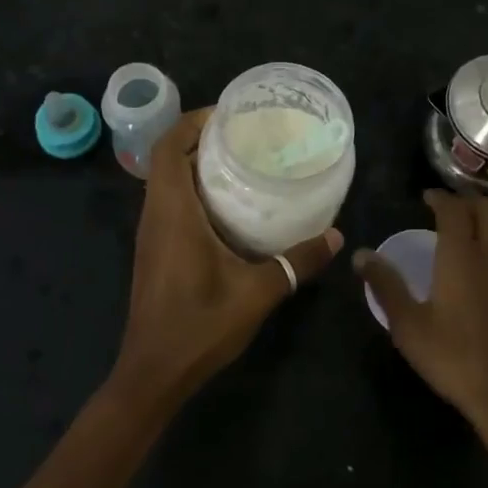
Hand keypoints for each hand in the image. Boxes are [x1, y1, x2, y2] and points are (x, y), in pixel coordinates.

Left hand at [114, 108, 341, 407]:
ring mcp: (151, 234)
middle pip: (167, 158)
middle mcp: (155, 215)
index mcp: (172, 212)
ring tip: (242, 161)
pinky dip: (194, 190)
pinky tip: (230, 206)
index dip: (191, 121)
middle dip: (201, 138)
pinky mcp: (155, 251)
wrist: (153, 373)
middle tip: (245, 134)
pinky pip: (170, 203)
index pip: (167, 147)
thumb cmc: (199, 326)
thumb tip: (336, 236)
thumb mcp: (258, 292)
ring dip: (196, 164)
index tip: (228, 113)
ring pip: (167, 182)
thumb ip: (297, 261)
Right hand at [356, 191, 487, 448]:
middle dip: (469, 201)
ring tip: (480, 226)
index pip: (453, 209)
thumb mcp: (408, 325)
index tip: (427, 198)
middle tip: (452, 207)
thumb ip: (385, 285)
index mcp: (461, 254)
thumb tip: (360, 254)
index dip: (440, 198)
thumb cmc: (454, 359)